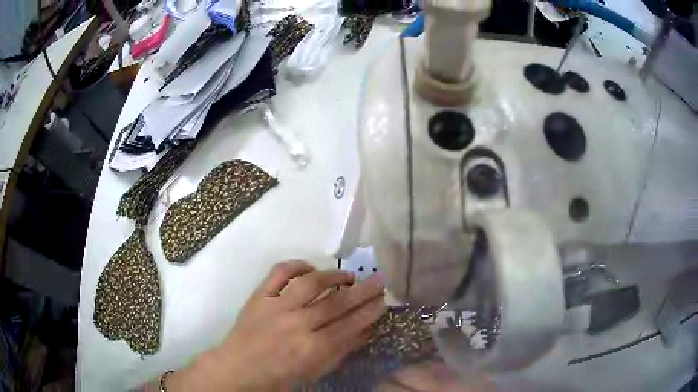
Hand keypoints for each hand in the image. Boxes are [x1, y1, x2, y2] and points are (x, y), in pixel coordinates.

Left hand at [166, 260, 386, 390]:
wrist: (238, 368)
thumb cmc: (279, 376)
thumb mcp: (315, 371)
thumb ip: (342, 350)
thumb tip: (366, 329)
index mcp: (312, 349)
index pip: (350, 324)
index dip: (370, 311)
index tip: (383, 300)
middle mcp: (296, 324)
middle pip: (336, 302)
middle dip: (363, 290)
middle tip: (379, 279)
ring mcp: (276, 306)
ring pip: (311, 283)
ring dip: (334, 276)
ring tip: (349, 275)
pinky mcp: (259, 296)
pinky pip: (280, 272)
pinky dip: (298, 266)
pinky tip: (311, 269)